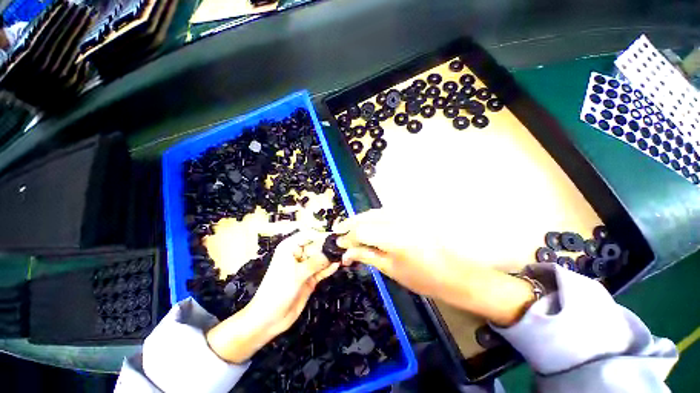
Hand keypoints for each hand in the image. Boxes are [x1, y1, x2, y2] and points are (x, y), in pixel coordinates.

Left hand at [206, 231, 337, 362]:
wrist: (269, 320)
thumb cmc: (278, 291)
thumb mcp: (297, 274)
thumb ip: (316, 262)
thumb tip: (333, 251)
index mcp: (290, 247)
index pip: (308, 234)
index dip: (322, 235)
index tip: (336, 237)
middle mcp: (298, 254)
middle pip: (317, 246)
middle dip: (329, 247)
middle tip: (344, 247)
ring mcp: (305, 266)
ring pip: (321, 258)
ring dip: (331, 258)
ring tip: (345, 255)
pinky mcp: (310, 277)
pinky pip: (322, 269)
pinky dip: (329, 268)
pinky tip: (338, 265)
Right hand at [336, 209, 534, 325]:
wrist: (458, 275)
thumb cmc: (425, 280)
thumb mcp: (391, 270)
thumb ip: (367, 256)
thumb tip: (347, 252)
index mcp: (395, 238)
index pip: (361, 231)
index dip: (347, 237)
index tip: (338, 244)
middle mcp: (400, 221)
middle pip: (367, 217)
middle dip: (350, 224)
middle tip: (339, 232)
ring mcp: (408, 215)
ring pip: (375, 212)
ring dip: (360, 219)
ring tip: (350, 229)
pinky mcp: (413, 215)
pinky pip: (386, 212)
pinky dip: (373, 218)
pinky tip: (367, 225)